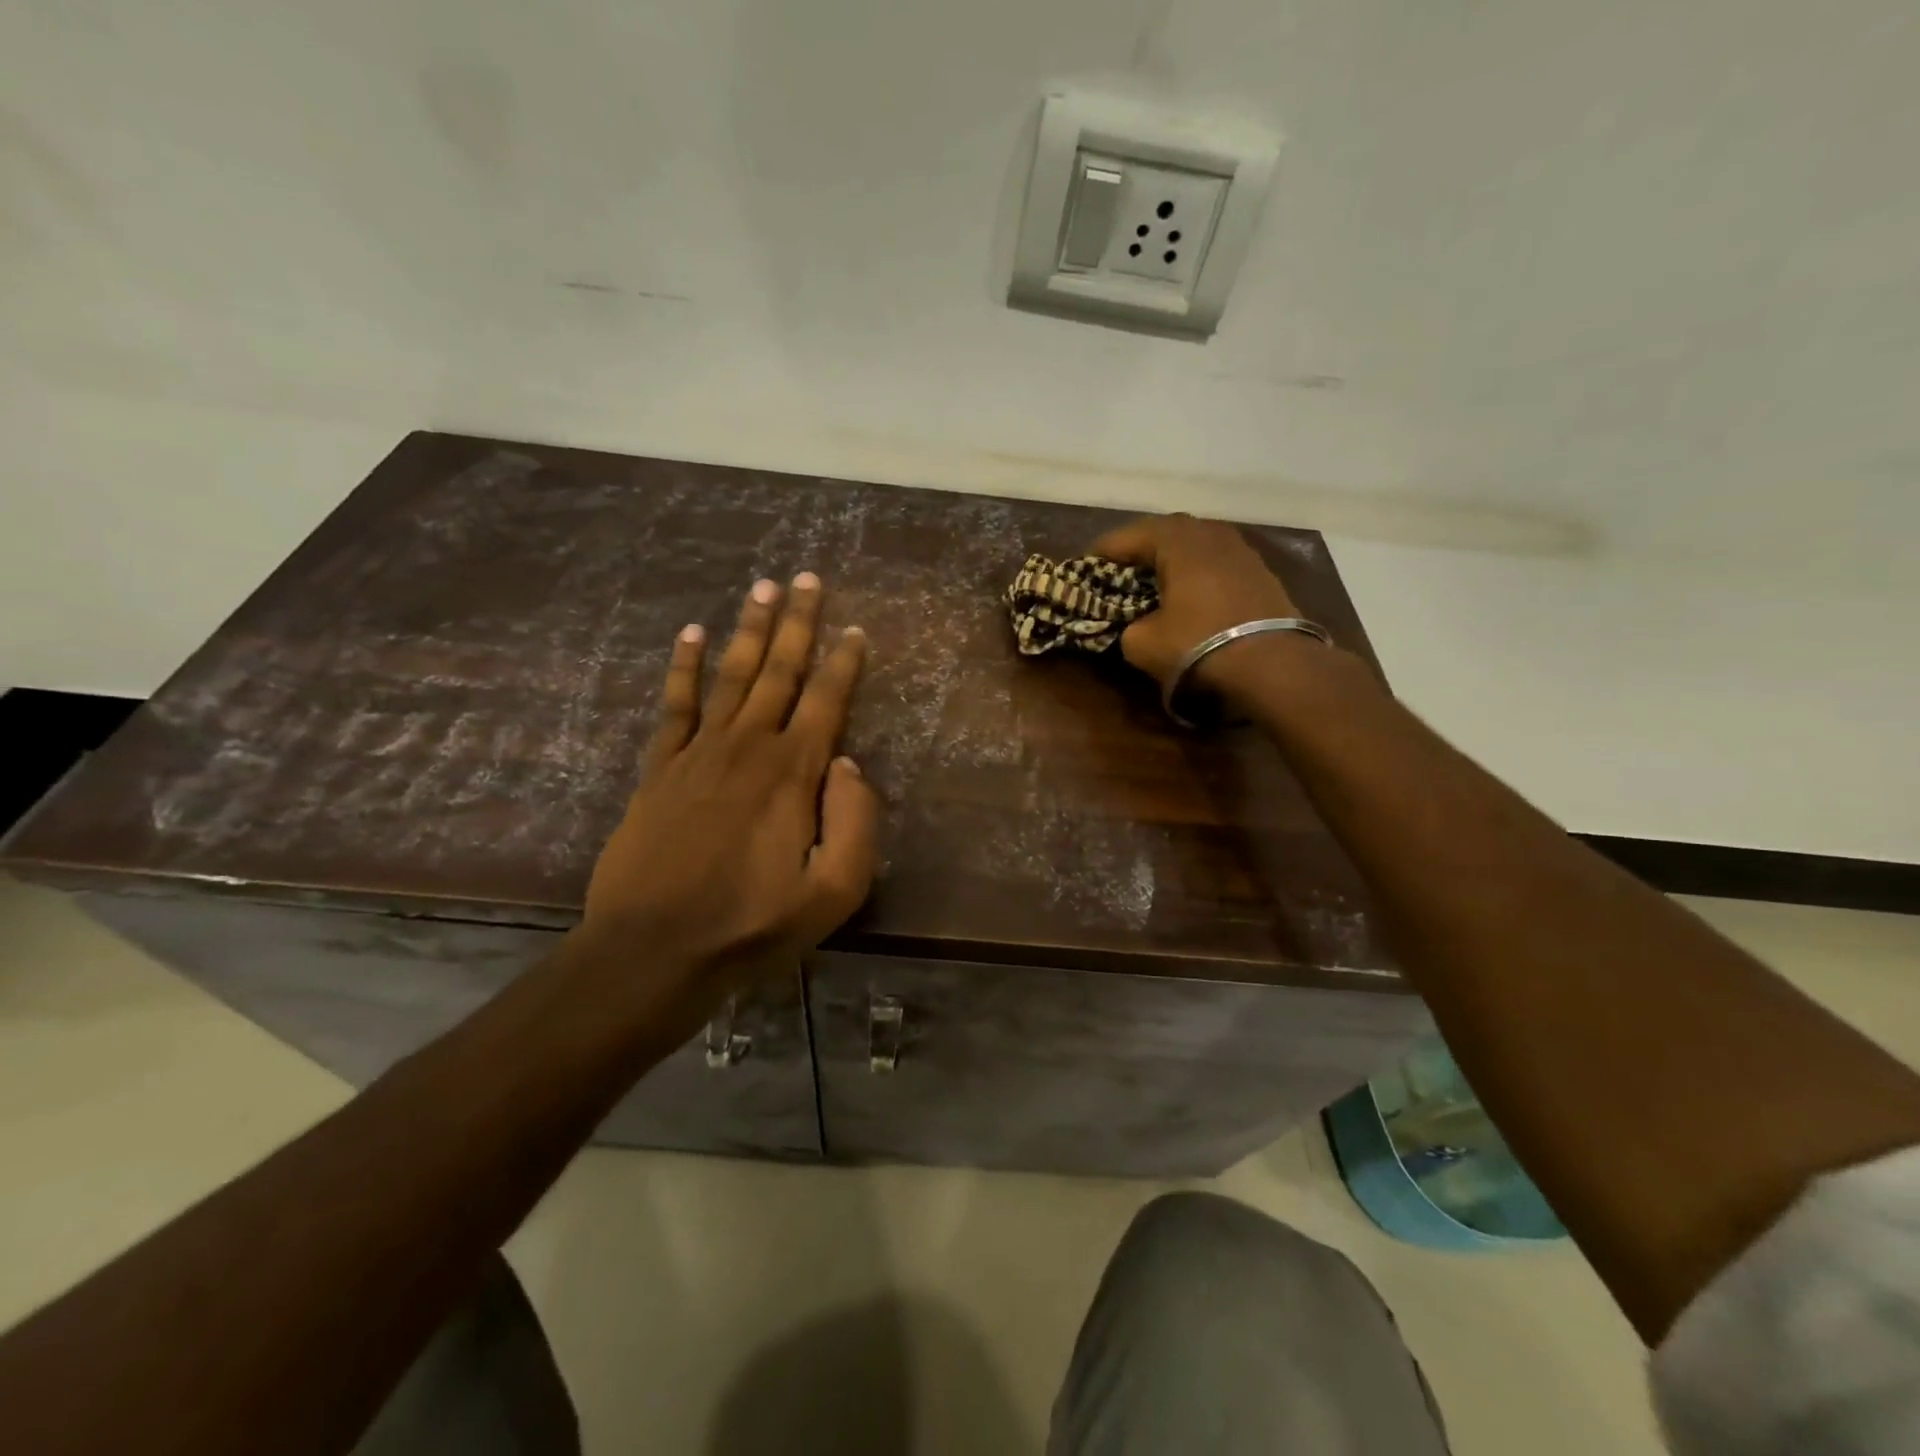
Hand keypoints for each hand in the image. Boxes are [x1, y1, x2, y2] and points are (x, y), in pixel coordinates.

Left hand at [576, 573, 877, 1016]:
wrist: (653, 950)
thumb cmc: (752, 925)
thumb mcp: (833, 892)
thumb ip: (855, 824)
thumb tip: (851, 765)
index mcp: (795, 773)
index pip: (827, 701)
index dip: (845, 663)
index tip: (856, 629)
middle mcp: (749, 747)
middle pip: (779, 671)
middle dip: (798, 623)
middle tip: (807, 578)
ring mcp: (699, 753)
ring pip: (731, 676)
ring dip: (748, 630)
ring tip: (762, 588)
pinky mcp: (660, 769)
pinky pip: (675, 706)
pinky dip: (683, 668)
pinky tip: (690, 635)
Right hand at [1092, 514, 1304, 697]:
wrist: (1273, 665)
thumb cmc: (1198, 645)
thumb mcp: (1142, 643)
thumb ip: (1127, 627)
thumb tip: (1134, 625)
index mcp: (1176, 540)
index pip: (1126, 536)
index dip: (1100, 553)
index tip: (1082, 569)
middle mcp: (1209, 533)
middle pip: (1163, 533)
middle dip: (1137, 550)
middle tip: (1118, 571)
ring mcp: (1240, 550)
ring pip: (1194, 545)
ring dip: (1170, 559)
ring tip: (1153, 581)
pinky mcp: (1260, 572)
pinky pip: (1216, 563)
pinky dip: (1196, 573)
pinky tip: (1190, 594)